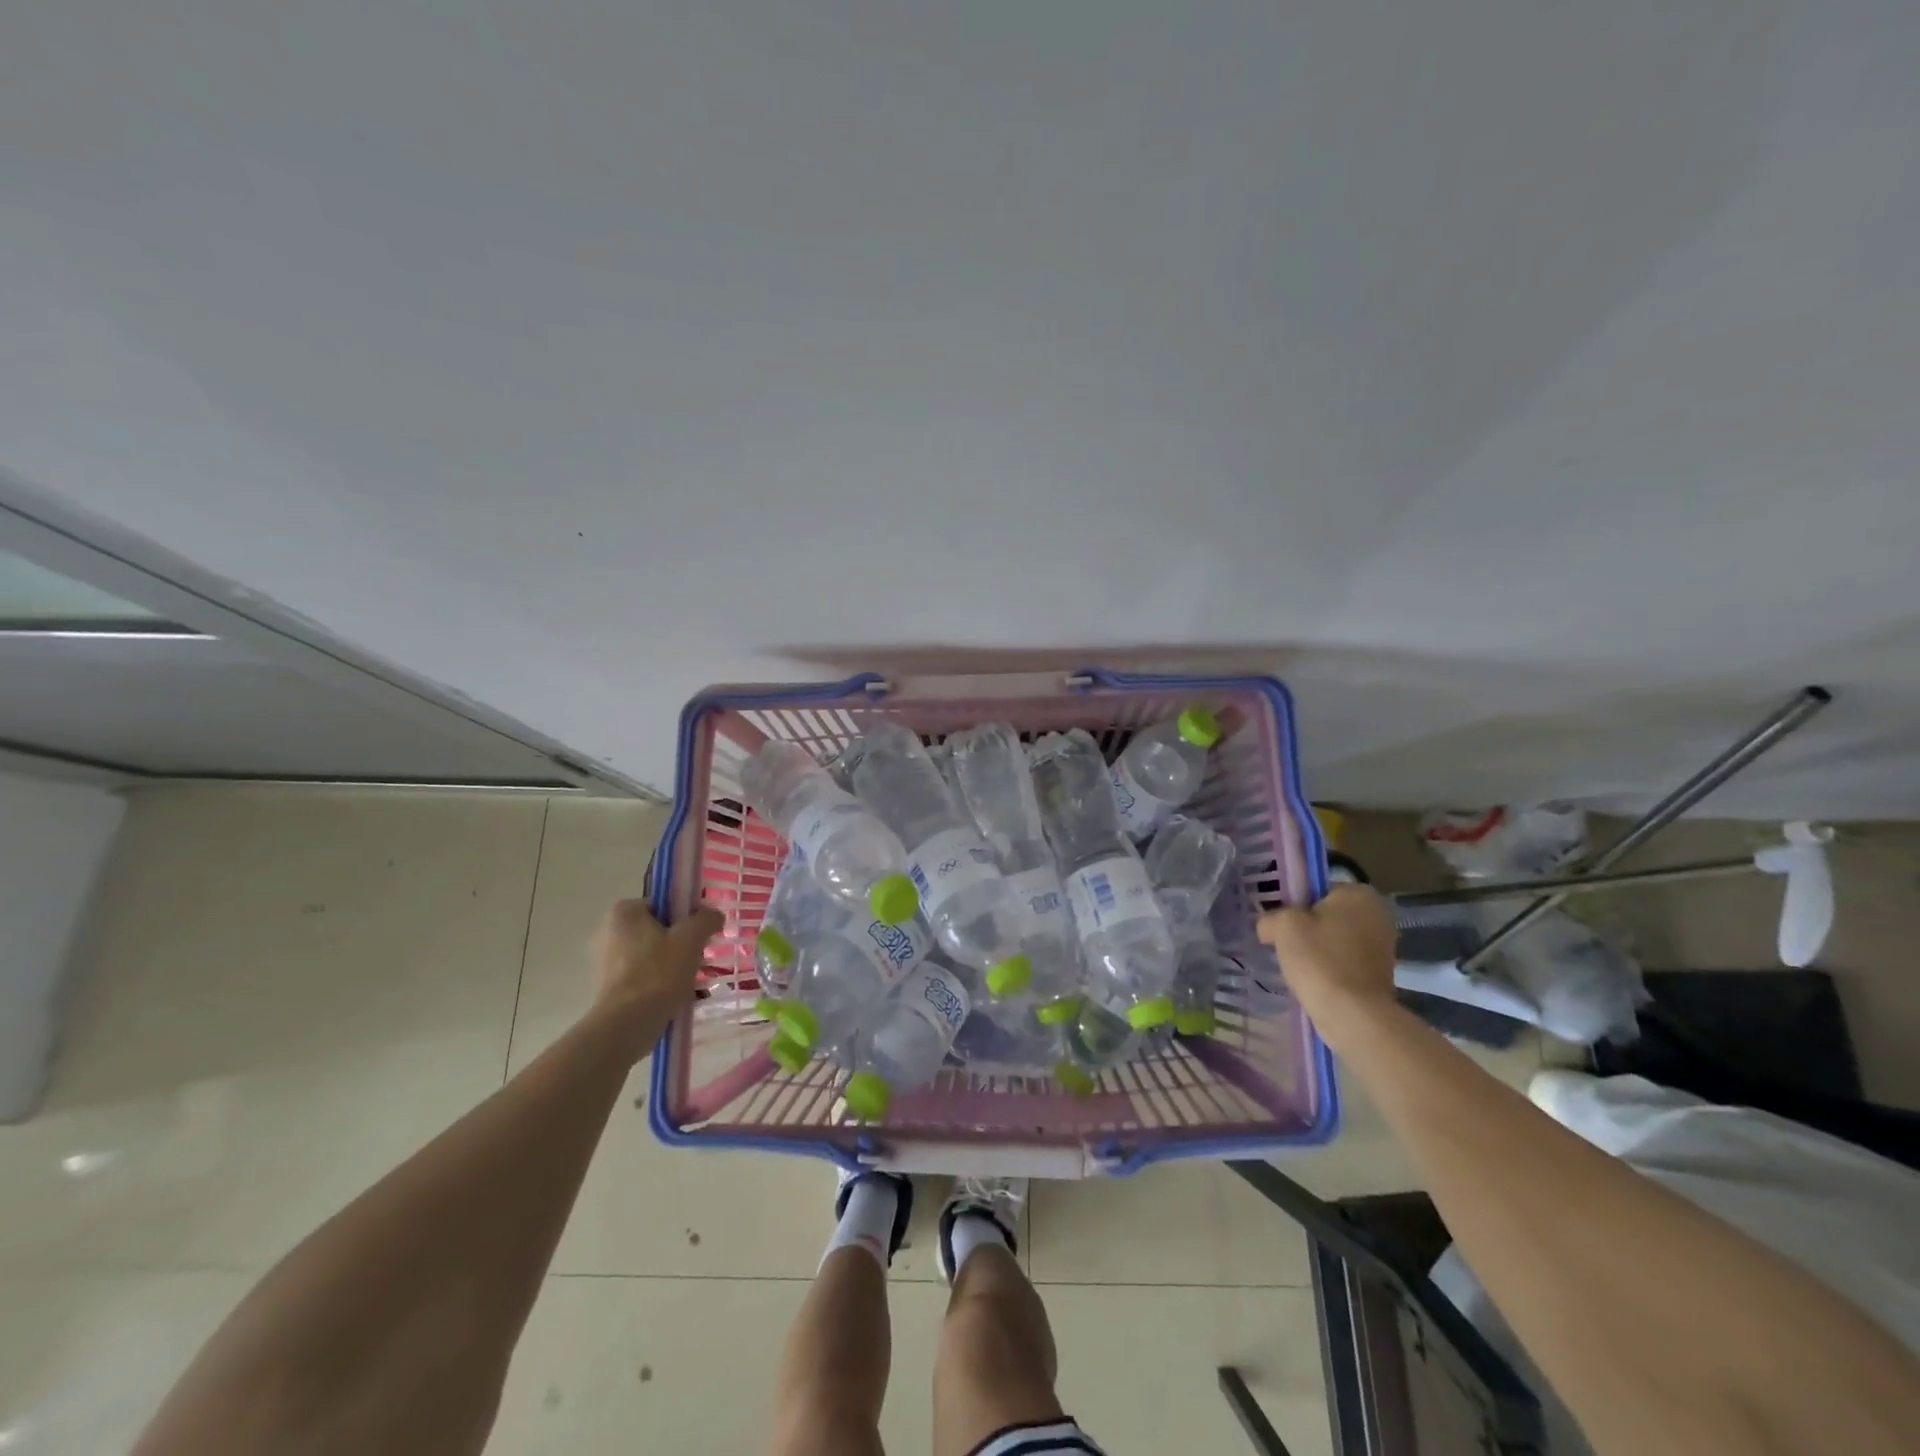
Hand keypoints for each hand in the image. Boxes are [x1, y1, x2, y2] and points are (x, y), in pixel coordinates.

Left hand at [590, 898, 724, 1024]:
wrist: (626, 1027)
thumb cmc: (658, 974)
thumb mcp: (691, 938)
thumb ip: (707, 919)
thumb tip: (714, 916)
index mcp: (624, 912)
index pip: (666, 903)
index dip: (689, 916)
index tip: (704, 935)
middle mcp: (609, 931)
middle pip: (661, 929)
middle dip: (684, 943)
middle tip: (702, 958)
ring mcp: (606, 960)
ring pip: (655, 954)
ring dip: (676, 964)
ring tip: (695, 981)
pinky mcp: (609, 986)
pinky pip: (645, 975)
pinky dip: (662, 981)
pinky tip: (679, 996)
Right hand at [1256, 884, 1397, 1044]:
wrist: (1352, 1014)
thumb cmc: (1320, 959)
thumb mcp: (1283, 926)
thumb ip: (1271, 918)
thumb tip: (1268, 927)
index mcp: (1359, 893)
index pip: (1317, 890)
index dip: (1294, 906)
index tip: (1281, 924)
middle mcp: (1378, 915)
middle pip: (1327, 915)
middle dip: (1307, 929)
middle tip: (1285, 945)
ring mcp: (1383, 946)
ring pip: (1335, 940)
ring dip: (1317, 950)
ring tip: (1297, 966)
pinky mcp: (1381, 974)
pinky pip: (1345, 962)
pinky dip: (1329, 969)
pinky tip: (1313, 980)